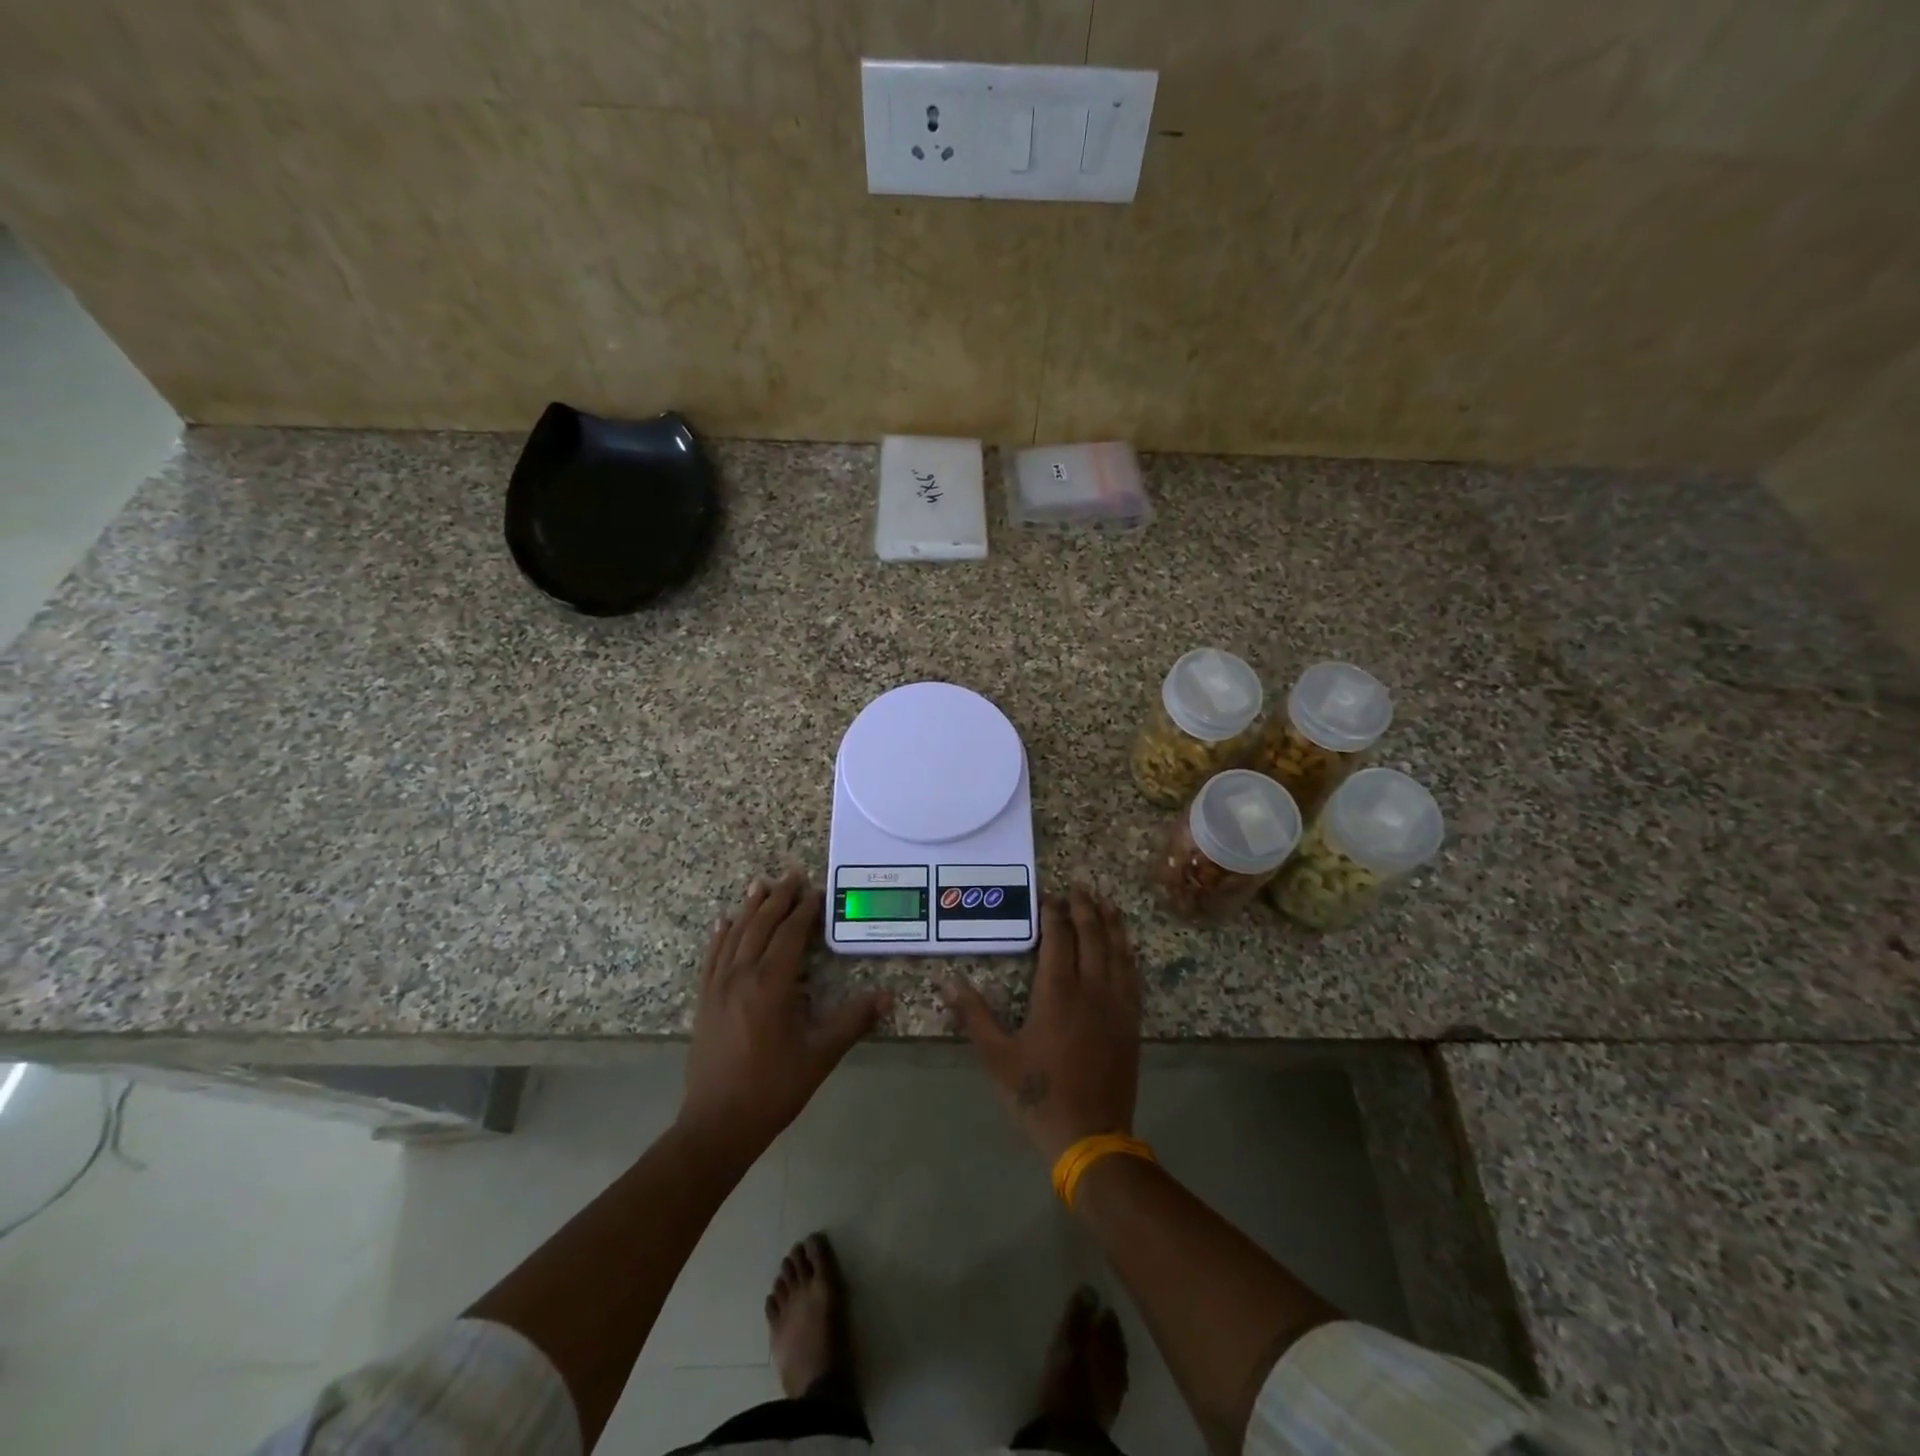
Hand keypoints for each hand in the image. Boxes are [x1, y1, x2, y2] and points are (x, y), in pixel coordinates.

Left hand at [680, 872, 890, 1168]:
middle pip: (760, 925)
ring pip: (735, 935)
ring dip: (749, 908)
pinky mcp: (705, 1001)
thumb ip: (853, 1021)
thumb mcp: (820, 1055)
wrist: (717, 1124)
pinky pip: (713, 956)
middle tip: (793, 875)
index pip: (789, 934)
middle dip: (778, 898)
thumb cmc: (773, 1088)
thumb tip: (888, 996)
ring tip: (761, 885)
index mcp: (771, 984)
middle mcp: (741, 975)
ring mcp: (718, 987)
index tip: (817, 891)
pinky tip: (725, 923)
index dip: (804, 910)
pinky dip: (722, 935)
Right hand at [943, 886, 1140, 1163]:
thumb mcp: (997, 1057)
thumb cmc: (1038, 1094)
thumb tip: (947, 981)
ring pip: (1118, 951)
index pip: (1059, 938)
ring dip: (1111, 923)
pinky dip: (1128, 953)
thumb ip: (974, 1016)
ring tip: (1106, 902)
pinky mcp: (1131, 1022)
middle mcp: (1091, 989)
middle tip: (1079, 886)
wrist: (1090, 1136)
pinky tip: (1126, 947)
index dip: (1054, 913)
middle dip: (1084, 907)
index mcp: (1057, 992)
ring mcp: (1116, 1005)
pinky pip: (1133, 976)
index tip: (1049, 895)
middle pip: (1092, 935)